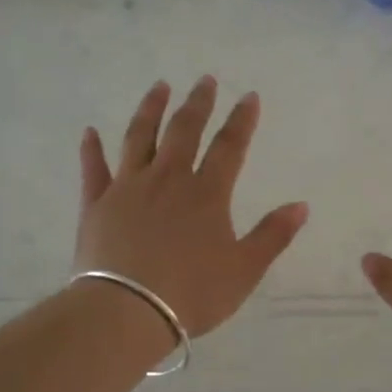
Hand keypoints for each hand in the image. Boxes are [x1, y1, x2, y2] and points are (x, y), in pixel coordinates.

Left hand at [76, 77, 308, 338]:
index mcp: (206, 194)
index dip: (242, 120)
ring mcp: (128, 189)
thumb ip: (273, 235)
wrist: (128, 311)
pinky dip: (91, 149)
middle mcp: (167, 180)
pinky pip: (93, 170)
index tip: (249, 95)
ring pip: (139, 138)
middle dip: (198, 103)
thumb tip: (301, 205)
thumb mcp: (244, 270)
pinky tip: (90, 132)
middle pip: (184, 131)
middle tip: (204, 80)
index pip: (229, 147)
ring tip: (159, 87)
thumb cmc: (192, 294)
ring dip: (151, 110)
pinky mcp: (96, 205)